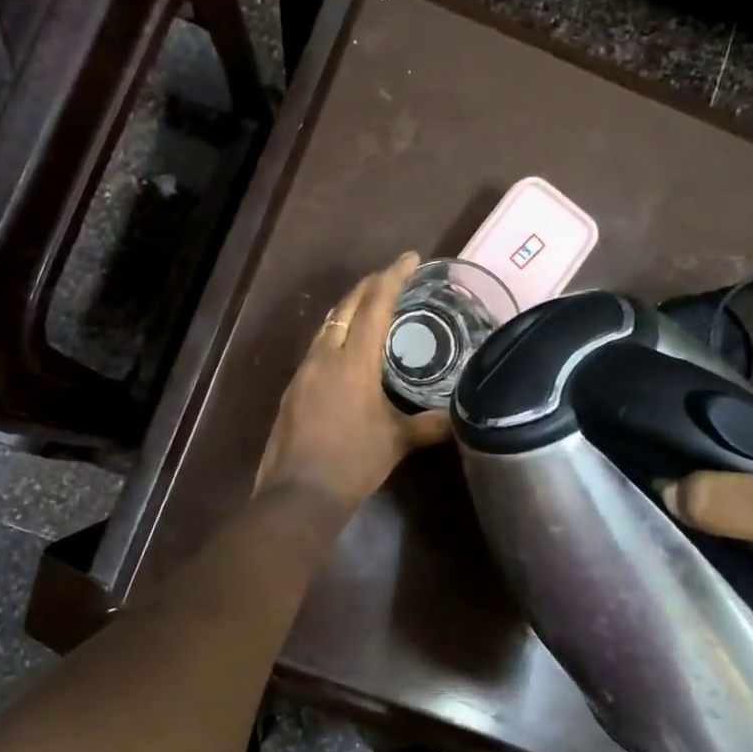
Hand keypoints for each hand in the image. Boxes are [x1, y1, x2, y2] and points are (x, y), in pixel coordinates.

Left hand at [255, 253, 452, 514]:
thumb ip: (429, 425)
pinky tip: (346, 350)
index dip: (393, 277)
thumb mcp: (396, 442)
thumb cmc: (353, 463)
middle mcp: (325, 356)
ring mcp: (304, 371)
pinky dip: (335, 335)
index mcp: (353, 361)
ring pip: (327, 325)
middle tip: (393, 277)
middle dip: (370, 286)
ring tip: (372, 307)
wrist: (298, 493)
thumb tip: (460, 418)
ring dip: (349, 309)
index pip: (375, 305)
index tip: (410, 258)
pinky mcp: (292, 388)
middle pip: (345, 306)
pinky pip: (317, 348)